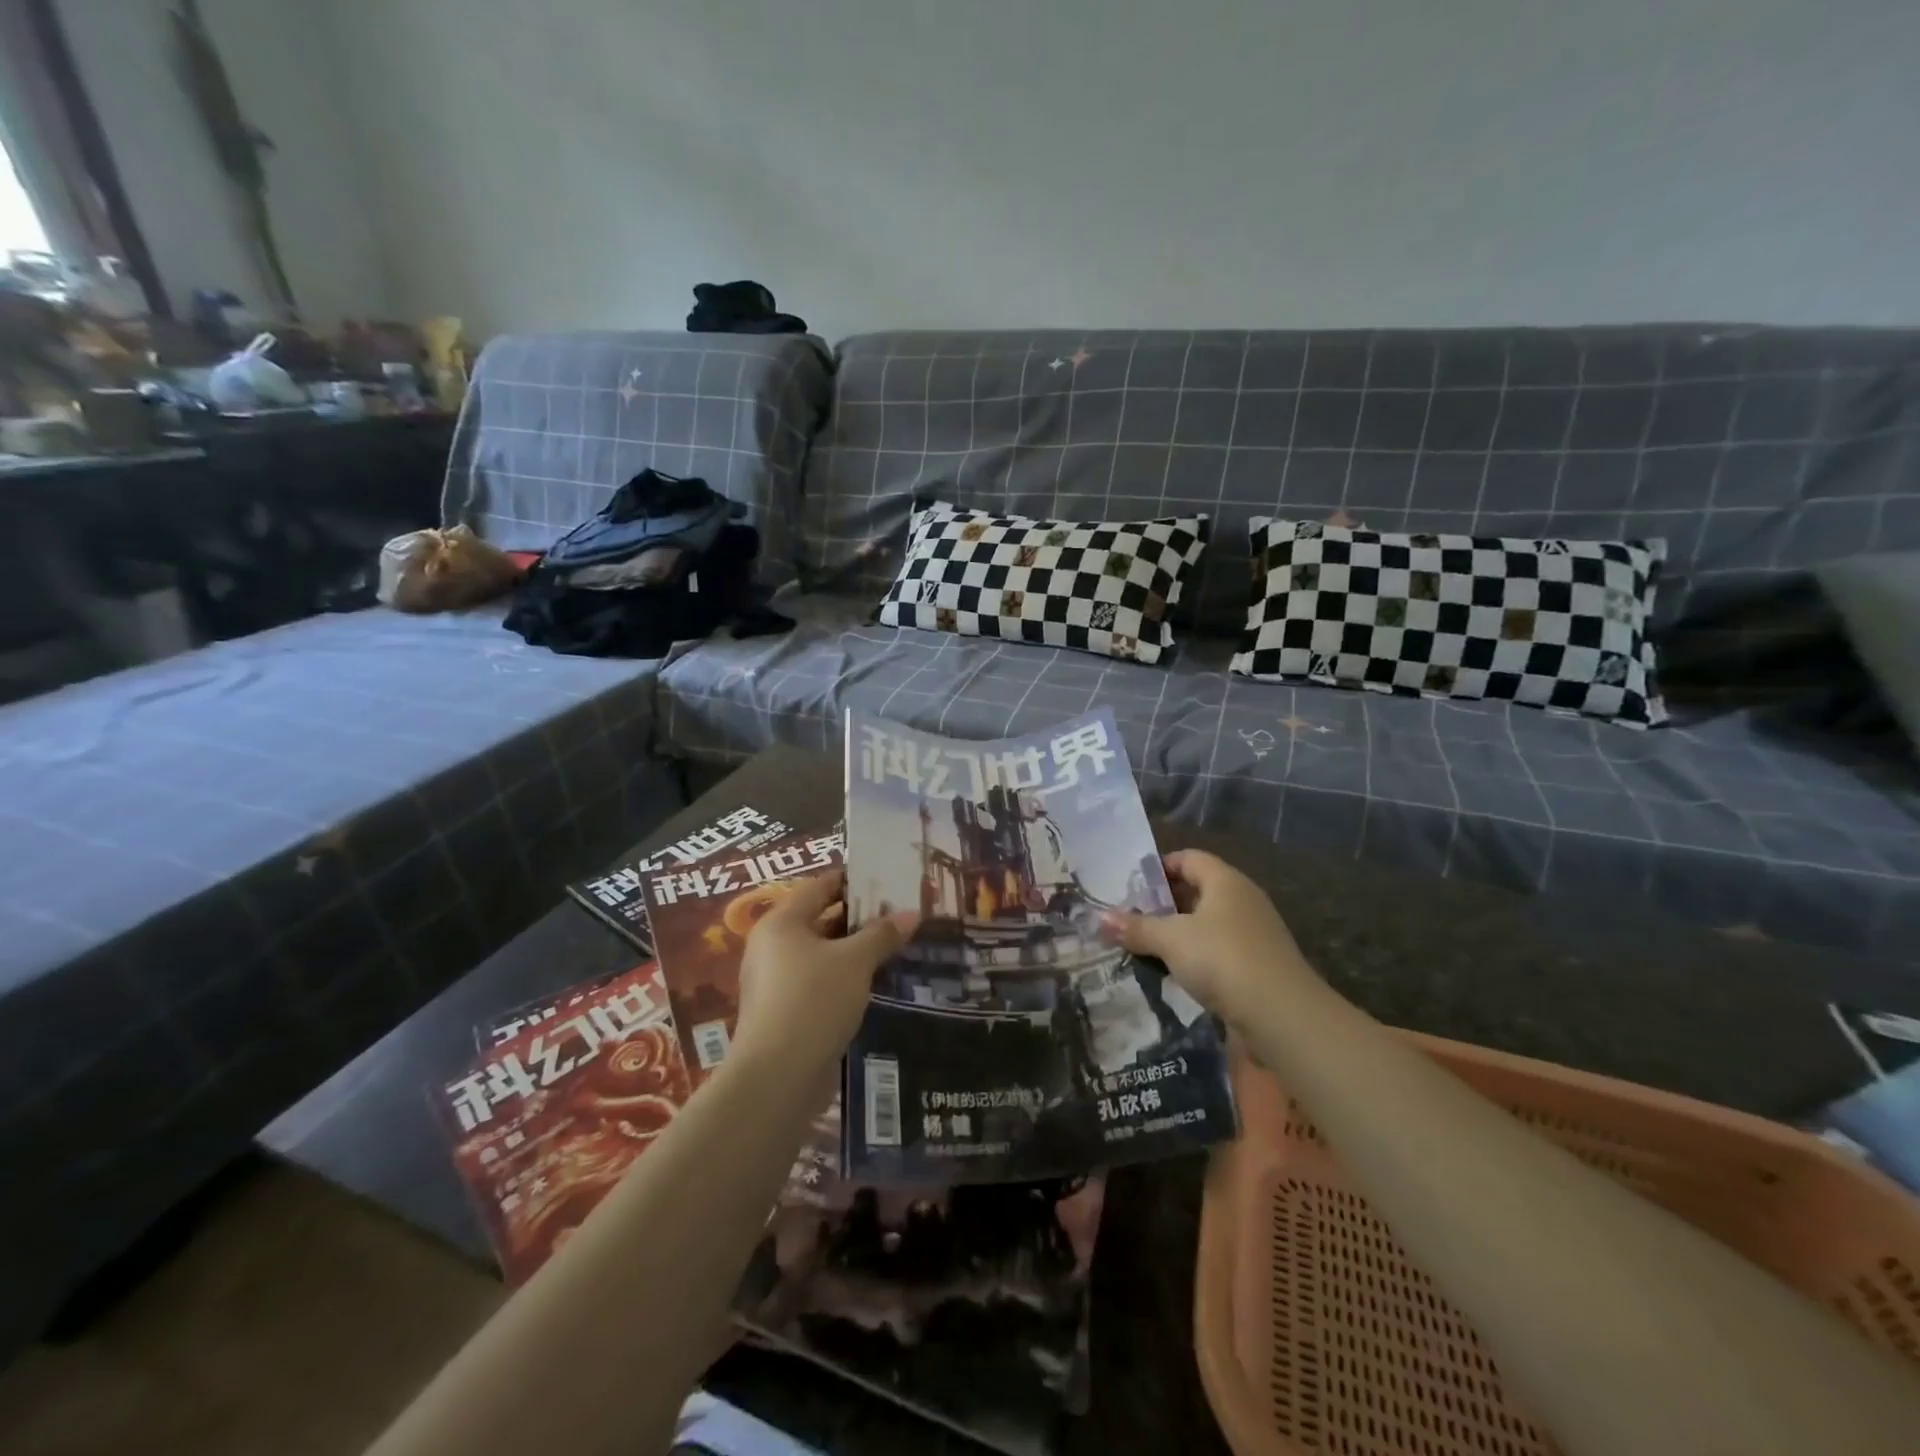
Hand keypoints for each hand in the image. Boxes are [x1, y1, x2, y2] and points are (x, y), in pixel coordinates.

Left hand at [732, 870, 918, 1081]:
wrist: (778, 1076)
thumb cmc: (814, 1000)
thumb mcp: (855, 961)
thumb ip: (883, 934)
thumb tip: (912, 913)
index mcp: (782, 922)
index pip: (820, 886)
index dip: (853, 880)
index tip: (887, 880)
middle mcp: (773, 946)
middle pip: (821, 919)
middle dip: (860, 917)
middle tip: (900, 913)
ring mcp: (777, 981)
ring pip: (822, 953)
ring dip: (855, 950)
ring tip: (896, 945)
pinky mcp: (786, 1012)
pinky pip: (820, 981)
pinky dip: (846, 977)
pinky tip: (876, 982)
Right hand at [1102, 849, 1316, 1024]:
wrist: (1282, 1016)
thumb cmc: (1222, 959)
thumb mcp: (1170, 940)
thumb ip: (1136, 928)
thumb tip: (1099, 918)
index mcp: (1225, 881)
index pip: (1188, 858)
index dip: (1159, 867)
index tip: (1130, 885)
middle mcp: (1243, 900)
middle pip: (1197, 890)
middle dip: (1163, 903)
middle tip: (1130, 917)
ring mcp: (1254, 934)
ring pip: (1206, 924)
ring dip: (1177, 933)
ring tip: (1144, 946)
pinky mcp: (1258, 966)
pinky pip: (1218, 951)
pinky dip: (1195, 958)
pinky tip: (1173, 974)